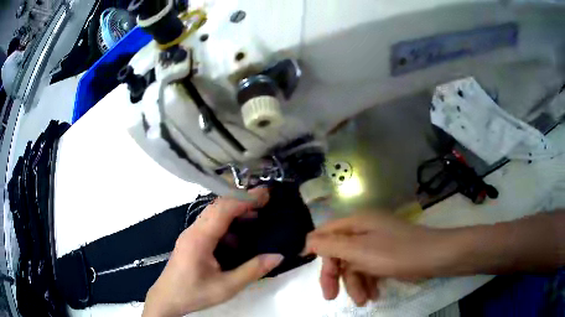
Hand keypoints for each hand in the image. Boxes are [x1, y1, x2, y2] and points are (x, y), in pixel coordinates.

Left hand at [143, 188, 283, 316]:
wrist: (168, 299)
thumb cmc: (195, 293)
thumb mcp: (227, 287)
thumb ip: (253, 271)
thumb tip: (278, 256)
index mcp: (200, 238)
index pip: (224, 209)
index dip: (245, 199)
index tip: (266, 195)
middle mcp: (194, 230)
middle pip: (218, 206)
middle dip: (242, 200)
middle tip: (266, 202)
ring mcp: (191, 234)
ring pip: (214, 214)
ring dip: (235, 212)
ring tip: (257, 218)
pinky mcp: (192, 240)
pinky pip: (211, 225)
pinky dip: (228, 225)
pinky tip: (239, 239)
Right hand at [304, 212, 452, 305]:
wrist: (434, 257)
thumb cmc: (396, 253)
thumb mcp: (360, 250)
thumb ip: (331, 246)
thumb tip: (308, 241)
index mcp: (357, 222)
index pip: (326, 232)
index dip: (315, 247)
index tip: (306, 264)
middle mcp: (365, 230)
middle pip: (339, 253)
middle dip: (336, 275)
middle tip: (331, 297)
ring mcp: (377, 243)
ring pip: (354, 265)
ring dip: (355, 284)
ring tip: (363, 300)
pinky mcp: (386, 255)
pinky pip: (368, 269)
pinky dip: (368, 283)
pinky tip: (374, 295)